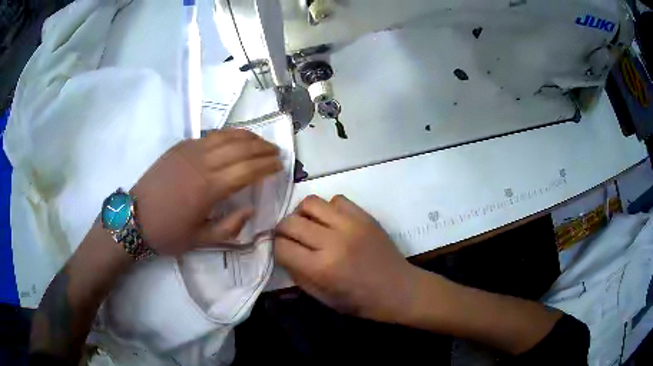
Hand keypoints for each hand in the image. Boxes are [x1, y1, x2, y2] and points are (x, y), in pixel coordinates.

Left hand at [132, 129, 281, 255]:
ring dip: (247, 137)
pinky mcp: (180, 147)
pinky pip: (210, 135)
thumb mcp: (201, 241)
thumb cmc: (168, 232)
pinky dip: (228, 134)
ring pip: (226, 136)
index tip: (280, 165)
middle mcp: (203, 163)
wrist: (134, 217)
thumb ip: (230, 227)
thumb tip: (249, 209)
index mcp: (209, 188)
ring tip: (260, 141)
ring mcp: (190, 151)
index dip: (266, 166)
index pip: (247, 170)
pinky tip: (234, 138)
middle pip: (241, 148)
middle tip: (276, 151)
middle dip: (262, 148)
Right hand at [275, 195, 420, 322]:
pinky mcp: (365, 216)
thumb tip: (283, 253)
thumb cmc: (361, 301)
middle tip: (290, 238)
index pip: (282, 247)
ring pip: (310, 202)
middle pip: (290, 222)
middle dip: (283, 231)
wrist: (399, 289)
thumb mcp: (323, 298)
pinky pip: (337, 199)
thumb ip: (298, 275)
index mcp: (321, 268)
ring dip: (302, 214)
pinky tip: (332, 222)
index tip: (282, 252)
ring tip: (309, 226)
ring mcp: (351, 224)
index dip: (276, 249)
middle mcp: (333, 241)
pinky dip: (328, 209)